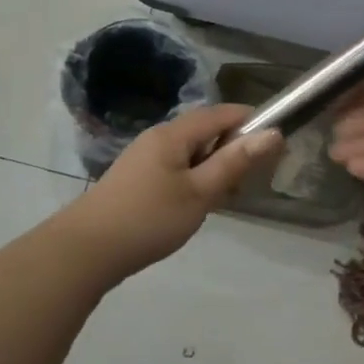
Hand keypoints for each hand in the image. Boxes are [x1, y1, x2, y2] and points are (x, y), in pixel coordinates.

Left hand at [65, 104, 282, 279]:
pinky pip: (176, 167)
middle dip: (233, 147)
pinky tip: (198, 205)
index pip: (220, 113)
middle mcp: (158, 137)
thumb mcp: (199, 192)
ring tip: (228, 196)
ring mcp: (144, 158)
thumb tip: (273, 133)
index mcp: (173, 134)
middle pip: (205, 130)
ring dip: (214, 166)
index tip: (276, 142)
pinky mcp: (137, 179)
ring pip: (191, 152)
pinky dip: (195, 178)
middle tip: (253, 178)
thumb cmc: (148, 218)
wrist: (87, 250)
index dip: (250, 121)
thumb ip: (234, 162)